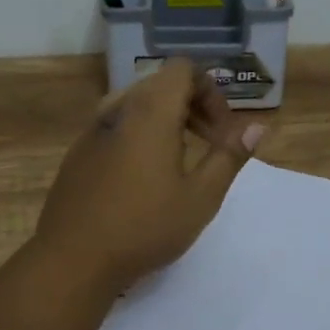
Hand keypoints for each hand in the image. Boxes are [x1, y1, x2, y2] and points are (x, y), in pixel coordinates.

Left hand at [32, 59, 264, 293]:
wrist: (72, 259)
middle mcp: (117, 109)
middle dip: (192, 105)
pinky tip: (142, 179)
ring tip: (178, 161)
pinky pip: (115, 126)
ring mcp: (91, 130)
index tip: (221, 131)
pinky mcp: (77, 152)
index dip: (210, 91)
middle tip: (209, 146)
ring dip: (165, 120)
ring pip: (136, 104)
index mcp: (150, 111)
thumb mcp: (200, 197)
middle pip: (160, 84)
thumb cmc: (144, 227)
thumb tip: (257, 127)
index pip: (183, 69)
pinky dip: (138, 135)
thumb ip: (229, 156)